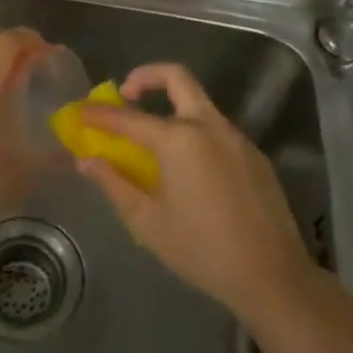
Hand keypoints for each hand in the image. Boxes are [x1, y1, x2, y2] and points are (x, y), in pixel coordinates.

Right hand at [77, 64, 314, 317]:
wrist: (272, 276)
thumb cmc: (202, 250)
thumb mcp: (147, 222)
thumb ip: (114, 184)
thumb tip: (87, 161)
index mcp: (179, 140)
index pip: (128, 117)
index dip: (99, 114)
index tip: (79, 112)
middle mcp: (209, 126)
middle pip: (177, 77)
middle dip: (146, 77)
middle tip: (126, 94)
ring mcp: (236, 137)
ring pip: (199, 103)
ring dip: (172, 107)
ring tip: (152, 140)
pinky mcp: (254, 154)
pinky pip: (217, 129)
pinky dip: (194, 132)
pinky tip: (188, 169)